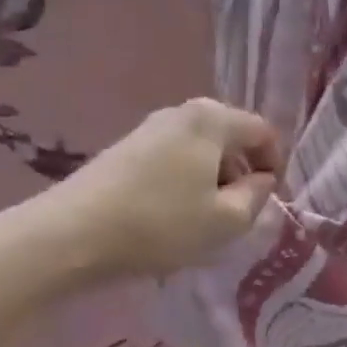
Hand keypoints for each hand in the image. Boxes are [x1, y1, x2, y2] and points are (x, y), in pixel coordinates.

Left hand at [0, 98, 282, 295]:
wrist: (71, 235)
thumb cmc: (161, 224)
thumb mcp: (226, 221)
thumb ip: (257, 197)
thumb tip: (261, 181)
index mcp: (213, 118)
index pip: (263, 132)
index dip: (275, 165)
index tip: (270, 200)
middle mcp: (183, 112)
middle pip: (231, 137)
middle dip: (242, 172)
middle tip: (239, 212)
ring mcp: (150, 127)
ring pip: (201, 150)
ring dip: (213, 180)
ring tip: (204, 219)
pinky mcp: (125, 148)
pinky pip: (174, 158)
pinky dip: (185, 182)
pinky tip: (171, 216)